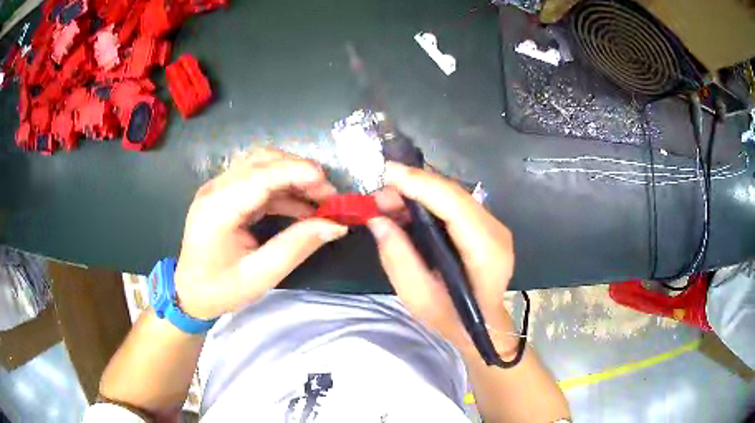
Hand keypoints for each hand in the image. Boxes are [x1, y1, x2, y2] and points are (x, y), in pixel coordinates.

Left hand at [174, 149, 347, 319]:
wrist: (189, 293)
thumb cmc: (219, 290)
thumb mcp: (260, 276)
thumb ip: (296, 246)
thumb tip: (335, 225)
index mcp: (217, 210)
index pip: (261, 176)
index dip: (298, 173)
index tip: (330, 188)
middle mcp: (215, 189)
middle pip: (262, 161)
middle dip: (300, 172)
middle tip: (329, 197)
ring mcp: (218, 187)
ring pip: (262, 164)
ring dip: (293, 176)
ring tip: (319, 200)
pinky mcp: (224, 193)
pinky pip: (258, 179)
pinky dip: (283, 188)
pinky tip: (301, 206)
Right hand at [369, 162, 515, 353]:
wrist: (483, 326)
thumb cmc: (452, 319)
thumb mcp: (418, 297)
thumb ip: (397, 257)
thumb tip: (377, 219)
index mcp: (486, 253)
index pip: (455, 206)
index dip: (421, 185)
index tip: (386, 172)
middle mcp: (496, 231)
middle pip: (453, 193)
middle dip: (413, 185)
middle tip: (377, 194)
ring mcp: (494, 225)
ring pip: (453, 193)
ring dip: (418, 190)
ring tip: (386, 201)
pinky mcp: (486, 224)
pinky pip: (454, 201)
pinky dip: (428, 199)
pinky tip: (406, 207)